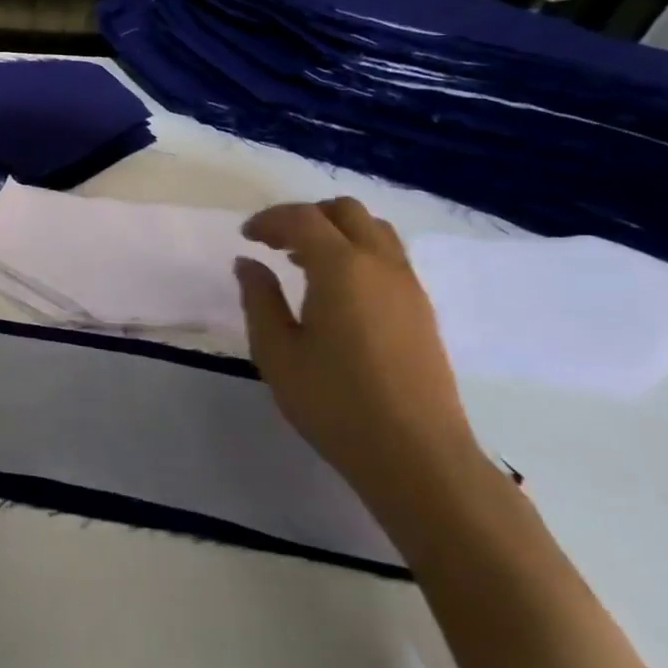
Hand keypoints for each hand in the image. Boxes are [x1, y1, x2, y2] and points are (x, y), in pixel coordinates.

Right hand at [235, 198, 481, 508]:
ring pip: (374, 230)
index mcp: (341, 268)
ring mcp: (408, 286)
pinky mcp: (422, 310)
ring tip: (304, 263)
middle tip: (275, 244)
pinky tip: (336, 291)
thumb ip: (259, 299)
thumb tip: (249, 263)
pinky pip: (389, 257)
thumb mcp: (277, 352)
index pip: (303, 218)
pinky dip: (358, 253)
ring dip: (336, 232)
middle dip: (306, 217)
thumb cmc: (334, 402)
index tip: (246, 237)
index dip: (269, 220)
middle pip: (345, 212)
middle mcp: (380, 265)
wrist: (416, 455)